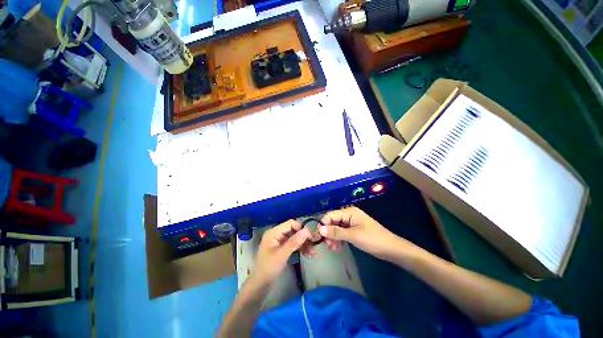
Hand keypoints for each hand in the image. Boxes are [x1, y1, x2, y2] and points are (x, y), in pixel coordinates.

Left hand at [251, 220, 311, 285]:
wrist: (260, 285)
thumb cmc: (269, 268)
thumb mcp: (282, 255)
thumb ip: (294, 242)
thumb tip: (307, 230)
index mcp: (274, 232)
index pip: (290, 224)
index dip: (301, 228)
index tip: (311, 237)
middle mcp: (277, 234)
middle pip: (293, 230)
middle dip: (304, 237)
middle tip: (314, 245)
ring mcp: (279, 241)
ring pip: (295, 238)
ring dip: (304, 244)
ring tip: (313, 252)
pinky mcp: (282, 248)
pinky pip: (293, 244)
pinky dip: (300, 248)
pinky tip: (308, 254)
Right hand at [319, 206, 397, 257]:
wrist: (390, 249)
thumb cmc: (372, 239)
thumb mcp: (353, 236)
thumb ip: (336, 232)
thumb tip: (320, 229)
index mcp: (349, 212)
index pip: (331, 215)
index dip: (324, 224)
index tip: (320, 236)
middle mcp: (349, 215)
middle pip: (333, 222)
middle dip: (329, 233)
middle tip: (328, 245)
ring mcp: (351, 223)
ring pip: (337, 228)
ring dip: (333, 237)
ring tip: (333, 249)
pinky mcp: (353, 230)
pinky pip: (342, 233)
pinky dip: (339, 239)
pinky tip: (338, 248)